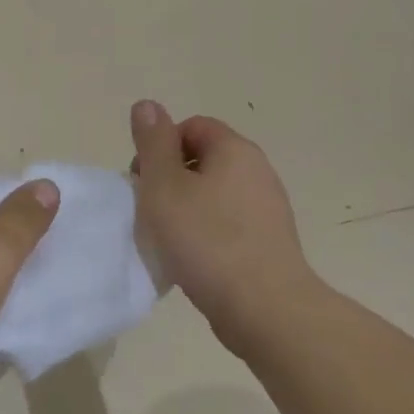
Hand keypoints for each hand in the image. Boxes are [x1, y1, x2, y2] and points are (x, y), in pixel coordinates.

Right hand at [129, 100, 322, 346]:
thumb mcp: (164, 185)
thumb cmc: (206, 239)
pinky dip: (205, 233)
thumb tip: (147, 105)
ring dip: (185, 209)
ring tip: (168, 239)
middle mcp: (257, 171)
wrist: (264, 308)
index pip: (191, 127)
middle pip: (202, 159)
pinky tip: (192, 259)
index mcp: (235, 150)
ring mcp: (267, 208)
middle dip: (170, 179)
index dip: (160, 147)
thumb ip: (153, 142)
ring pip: (213, 194)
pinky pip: (227, 224)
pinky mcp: (268, 242)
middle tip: (151, 210)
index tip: (144, 181)